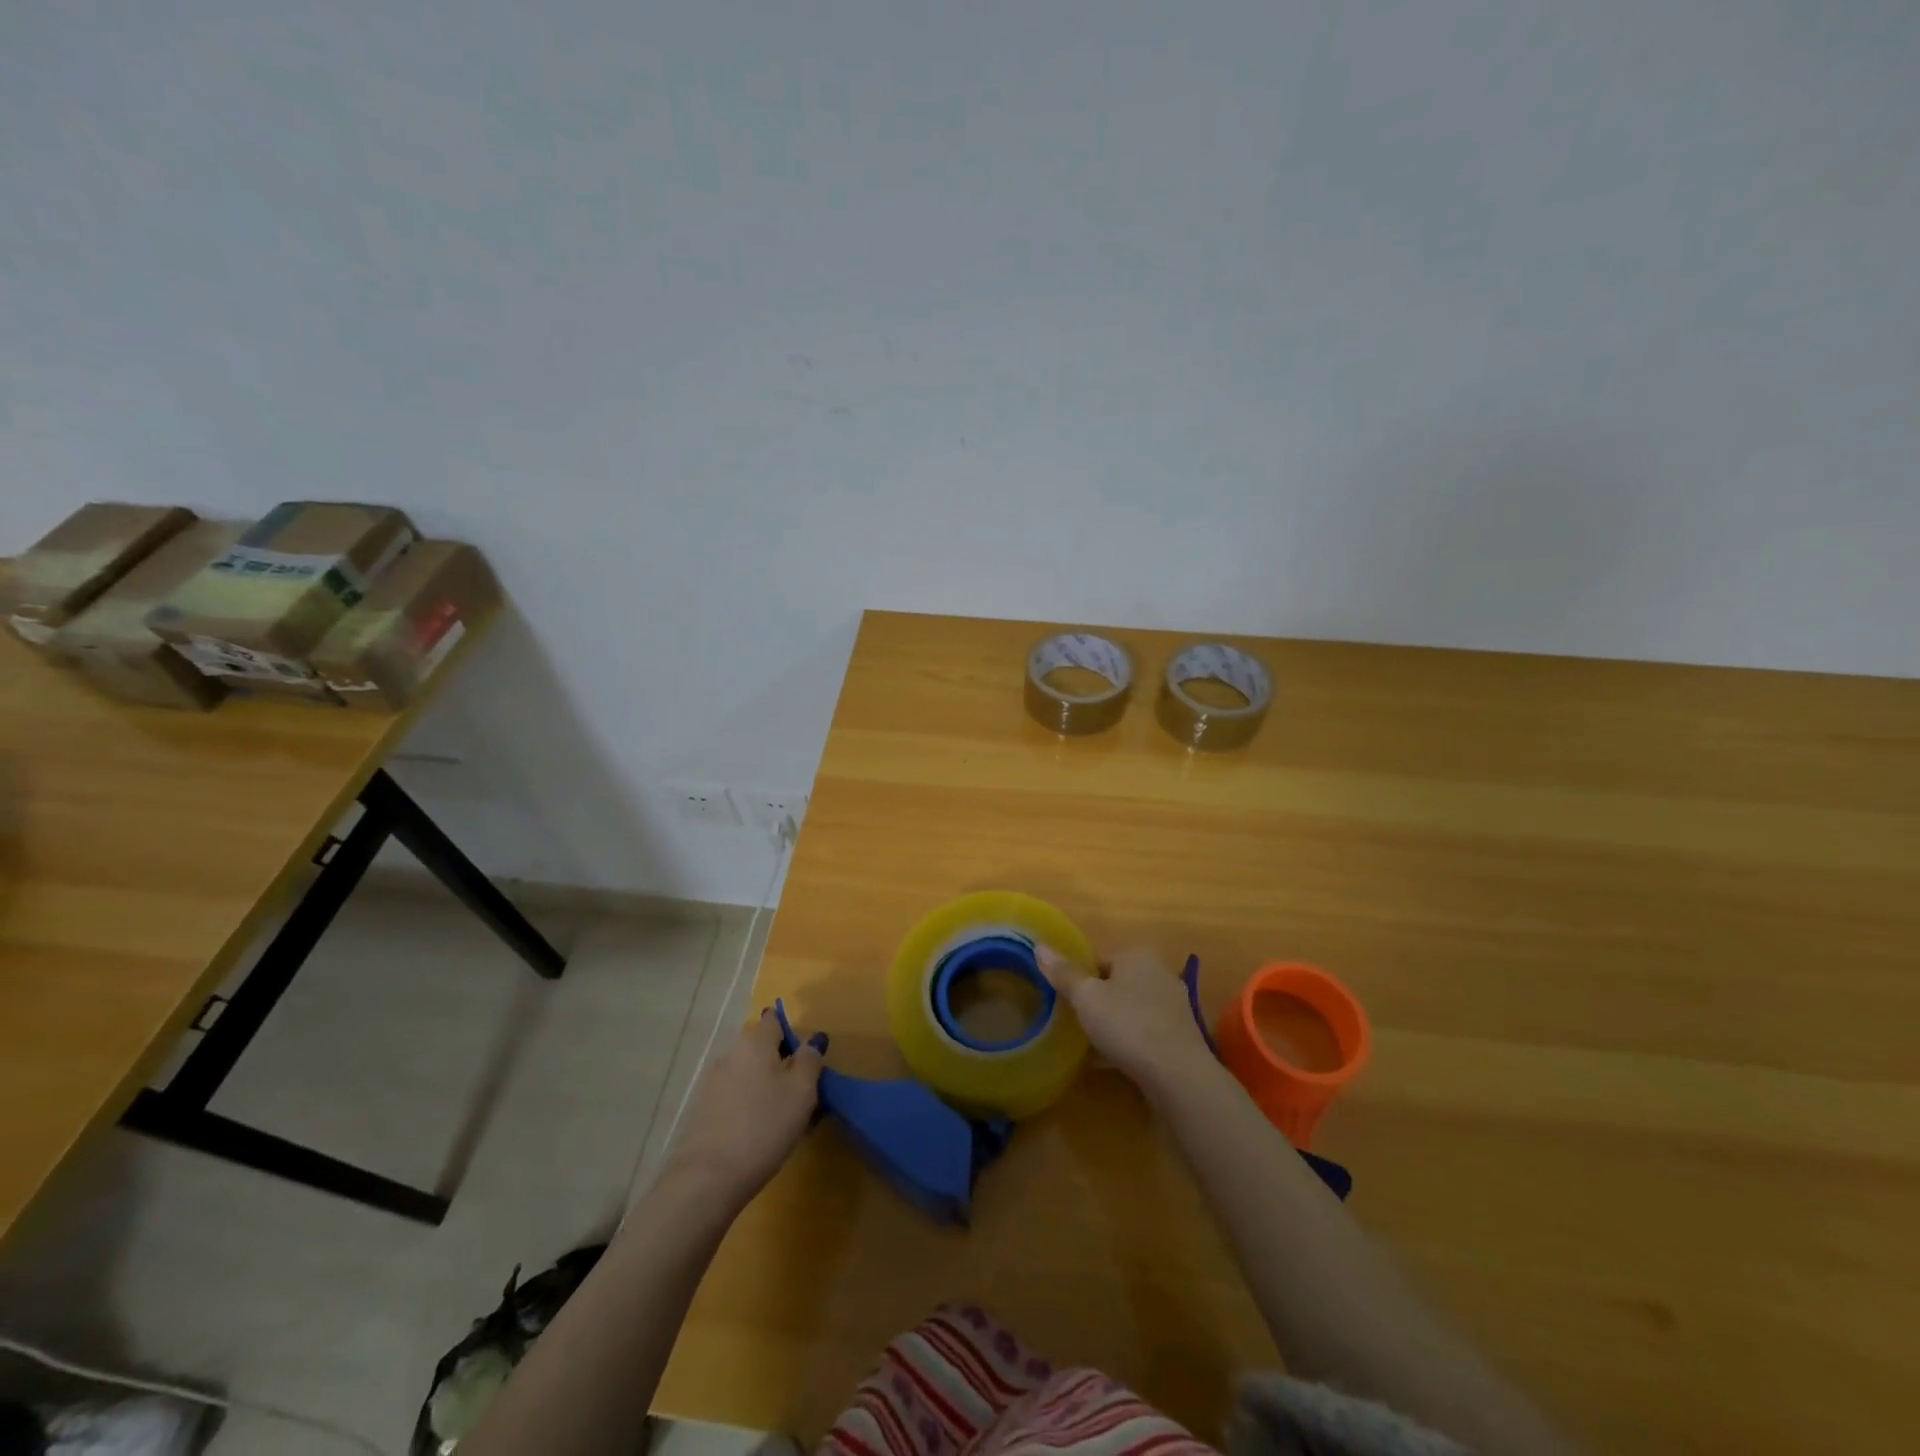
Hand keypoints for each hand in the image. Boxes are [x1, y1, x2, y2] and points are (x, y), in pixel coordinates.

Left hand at [665, 1009, 822, 1205]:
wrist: (707, 1179)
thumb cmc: (764, 1126)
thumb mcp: (802, 1092)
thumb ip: (810, 1061)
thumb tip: (811, 1041)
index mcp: (754, 1042)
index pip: (774, 1020)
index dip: (792, 1034)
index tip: (806, 1059)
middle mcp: (730, 1054)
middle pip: (760, 1049)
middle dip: (781, 1064)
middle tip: (802, 1093)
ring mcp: (711, 1084)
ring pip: (748, 1075)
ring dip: (766, 1088)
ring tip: (784, 1119)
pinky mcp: (702, 1112)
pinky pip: (734, 1098)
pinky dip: (749, 1107)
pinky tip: (760, 1134)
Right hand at [1039, 946, 1219, 1099]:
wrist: (1178, 1074)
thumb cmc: (1127, 1024)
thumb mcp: (1086, 997)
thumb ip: (1064, 973)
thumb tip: (1039, 946)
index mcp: (1137, 955)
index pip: (1099, 959)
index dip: (1079, 979)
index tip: (1066, 1002)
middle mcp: (1160, 972)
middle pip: (1117, 983)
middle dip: (1098, 1000)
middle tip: (1076, 1022)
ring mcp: (1174, 1004)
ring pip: (1132, 1008)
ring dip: (1114, 1022)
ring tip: (1092, 1044)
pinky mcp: (1181, 1034)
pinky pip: (1145, 1031)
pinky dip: (1130, 1041)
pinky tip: (1114, 1061)